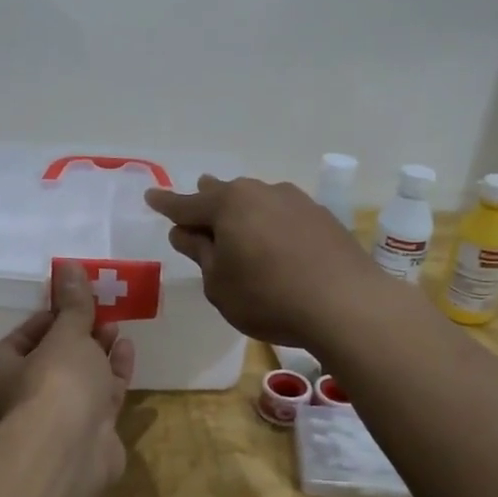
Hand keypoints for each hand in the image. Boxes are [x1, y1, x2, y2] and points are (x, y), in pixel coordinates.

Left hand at [0, 262, 136, 487]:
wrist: (71, 450)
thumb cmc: (56, 382)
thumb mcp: (66, 334)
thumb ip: (73, 304)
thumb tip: (69, 265)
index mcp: (3, 371)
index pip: (23, 336)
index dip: (49, 316)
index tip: (74, 300)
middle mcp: (25, 395)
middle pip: (54, 357)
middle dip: (78, 334)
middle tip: (101, 311)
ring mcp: (58, 417)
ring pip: (79, 377)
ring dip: (98, 352)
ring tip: (117, 327)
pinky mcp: (88, 432)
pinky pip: (101, 396)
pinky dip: (113, 373)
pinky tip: (127, 351)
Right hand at [145, 176, 382, 347]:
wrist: (346, 304)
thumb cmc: (268, 297)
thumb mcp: (219, 284)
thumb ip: (200, 253)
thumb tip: (185, 232)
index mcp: (228, 205)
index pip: (187, 204)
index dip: (166, 204)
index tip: (151, 197)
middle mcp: (261, 192)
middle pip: (225, 195)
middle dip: (207, 202)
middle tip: (196, 210)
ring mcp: (296, 201)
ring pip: (257, 201)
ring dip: (243, 213)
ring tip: (237, 226)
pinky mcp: (322, 217)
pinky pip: (283, 215)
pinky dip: (271, 225)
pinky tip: (275, 243)